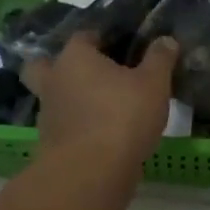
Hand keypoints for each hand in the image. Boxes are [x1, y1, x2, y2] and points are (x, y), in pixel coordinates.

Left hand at [22, 32, 179, 170]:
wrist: (90, 172)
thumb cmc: (122, 116)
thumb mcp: (153, 84)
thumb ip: (160, 59)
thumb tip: (166, 40)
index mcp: (75, 57)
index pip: (83, 36)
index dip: (100, 38)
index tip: (119, 45)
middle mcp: (54, 80)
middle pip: (44, 65)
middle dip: (60, 66)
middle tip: (88, 74)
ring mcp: (47, 113)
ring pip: (53, 97)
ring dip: (70, 99)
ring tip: (99, 107)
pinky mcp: (50, 143)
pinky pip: (62, 125)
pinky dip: (76, 126)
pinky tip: (99, 133)